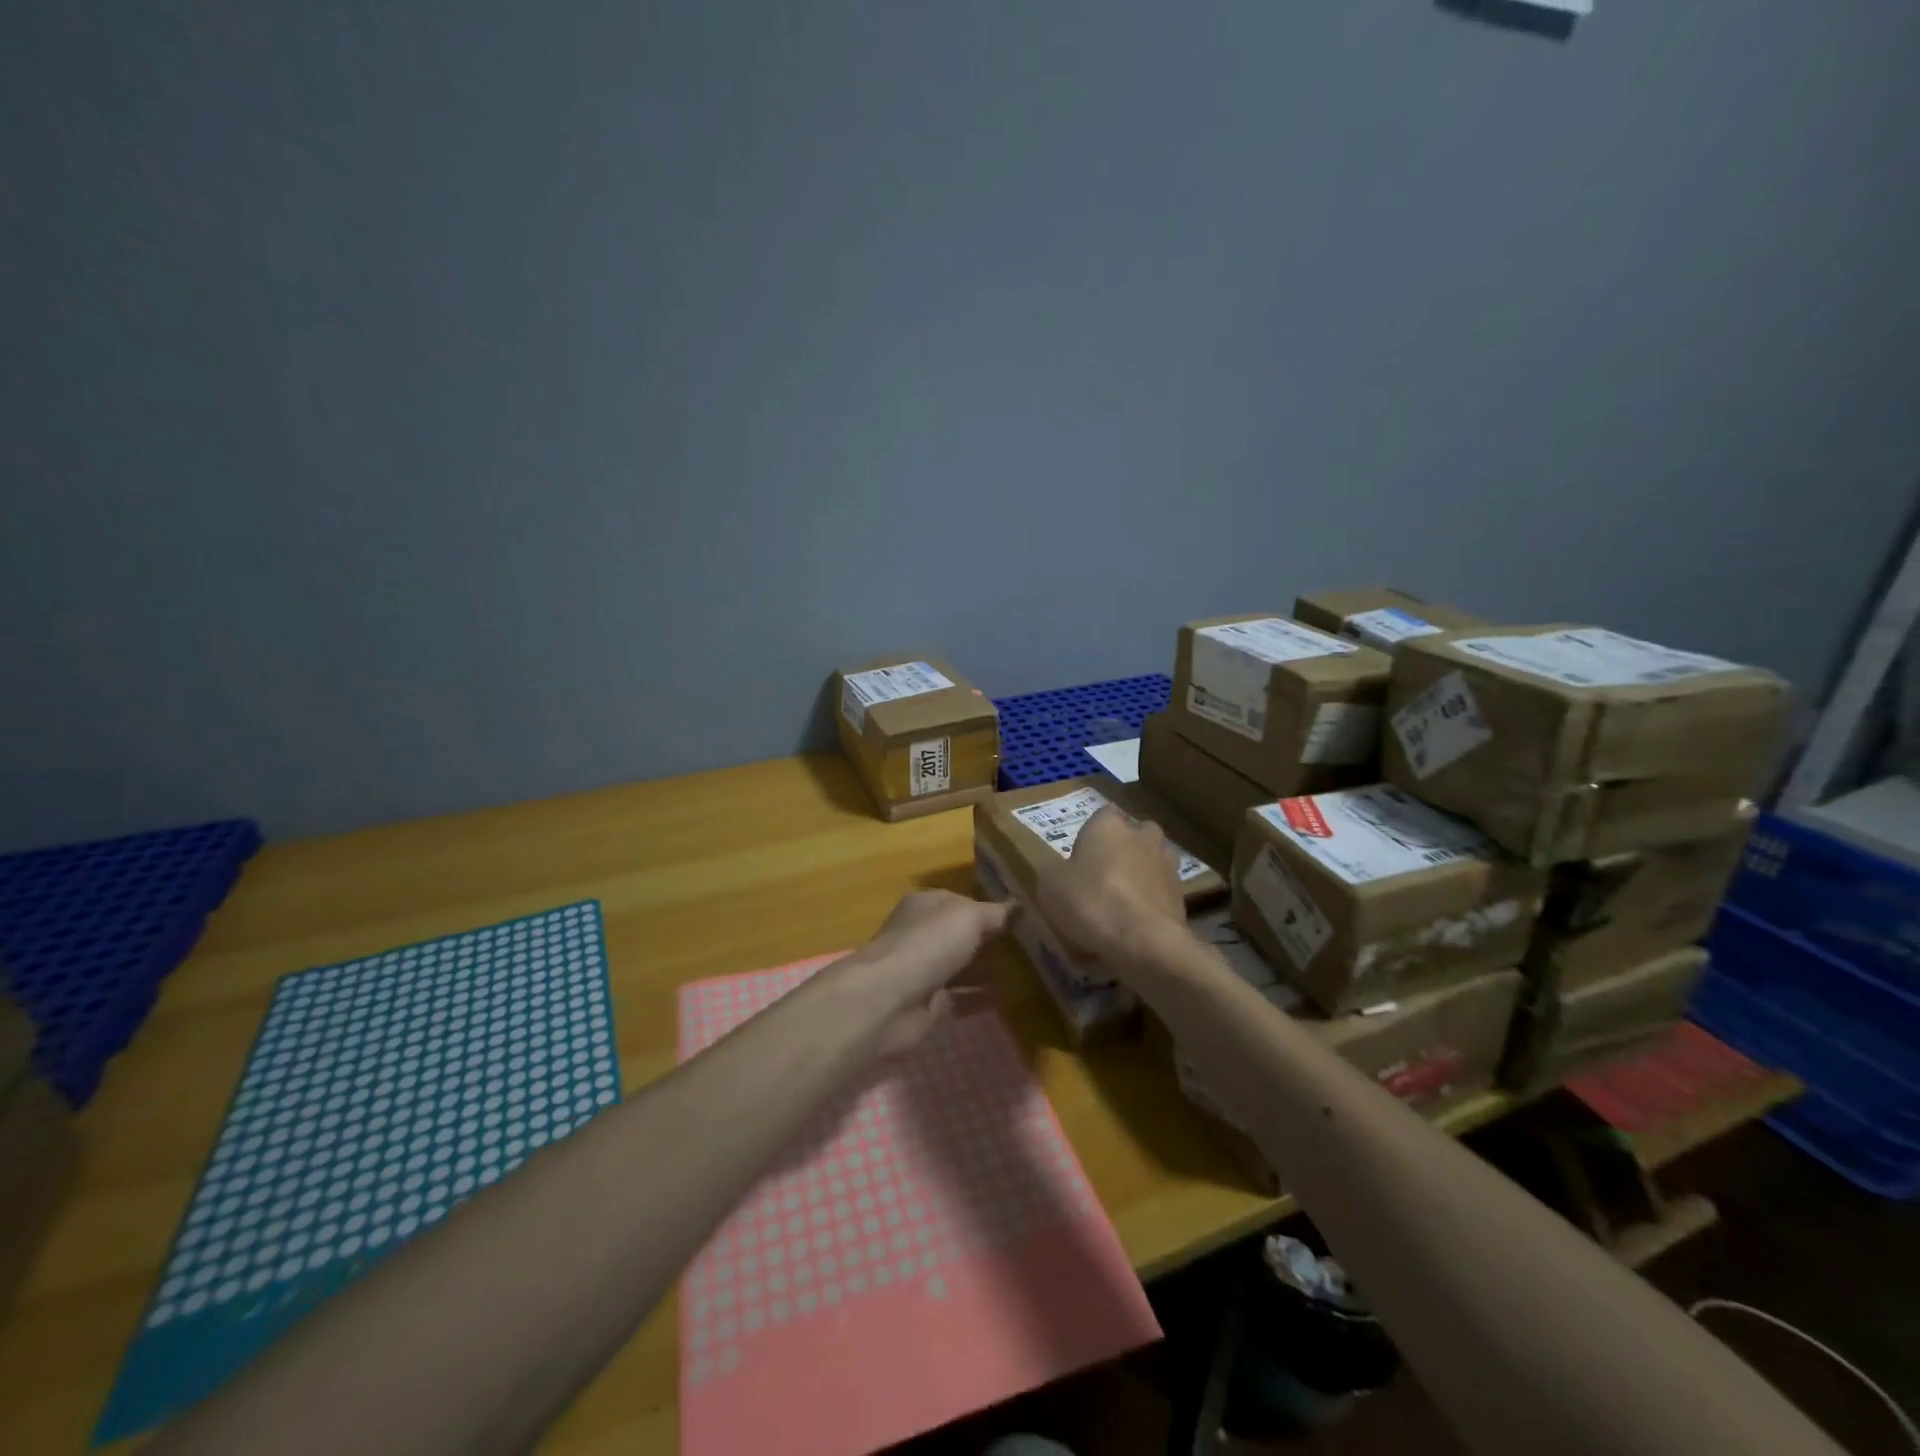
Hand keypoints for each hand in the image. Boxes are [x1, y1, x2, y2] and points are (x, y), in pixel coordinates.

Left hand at [851, 890, 1013, 1055]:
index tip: (1022, 918)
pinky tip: (1009, 999)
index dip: (989, 908)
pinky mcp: (927, 1005)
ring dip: (987, 970)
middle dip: (990, 940)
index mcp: (926, 906)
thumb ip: (995, 914)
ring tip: (1027, 973)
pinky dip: (980, 998)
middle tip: (1031, 947)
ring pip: (960, 967)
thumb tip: (1020, 906)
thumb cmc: (928, 944)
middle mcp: (922, 935)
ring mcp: (923, 971)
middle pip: (960, 935)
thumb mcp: (968, 917)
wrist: (888, 1000)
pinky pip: (960, 999)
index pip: (962, 902)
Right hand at [1035, 805, 1184, 961]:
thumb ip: (1054, 870)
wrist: (1144, 940)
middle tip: (1101, 877)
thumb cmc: (1091, 901)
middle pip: (1132, 835)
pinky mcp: (1182, 892)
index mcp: (1109, 823)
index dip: (1091, 835)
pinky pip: (1160, 890)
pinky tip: (1136, 922)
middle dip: (1121, 850)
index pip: (1102, 815)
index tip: (1081, 858)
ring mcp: (1168, 862)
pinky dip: (1150, 900)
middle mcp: (1143, 834)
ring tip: (1121, 902)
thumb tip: (1060, 870)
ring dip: (1139, 874)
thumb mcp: (1050, 885)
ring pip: (1150, 861)